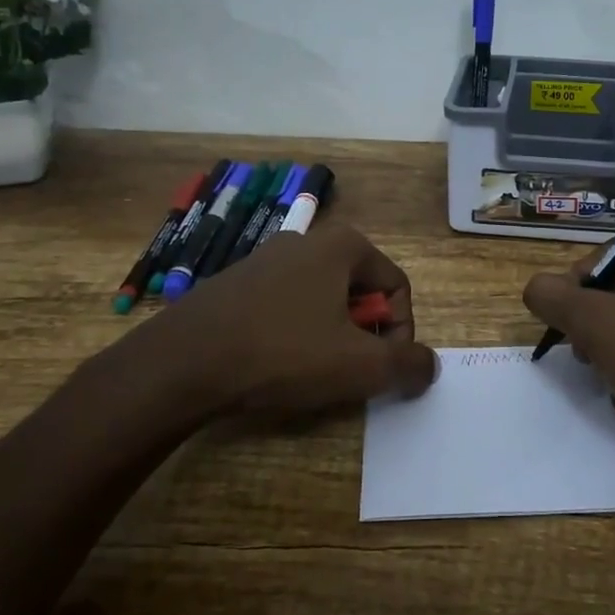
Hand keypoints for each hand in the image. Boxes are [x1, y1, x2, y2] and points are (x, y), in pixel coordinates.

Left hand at [87, 222, 437, 424]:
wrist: (183, 362)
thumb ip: (407, 364)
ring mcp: (267, 258)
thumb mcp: (360, 365)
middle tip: (348, 373)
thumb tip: (430, 364)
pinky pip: (287, 307)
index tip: (382, 370)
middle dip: (363, 336)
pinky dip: (295, 334)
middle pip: (360, 292)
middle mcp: (307, 239)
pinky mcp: (237, 282)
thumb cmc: (284, 353)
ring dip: (330, 338)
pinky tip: (275, 365)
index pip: (397, 288)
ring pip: (323, 301)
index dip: (400, 334)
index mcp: (343, 244)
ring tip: (311, 375)